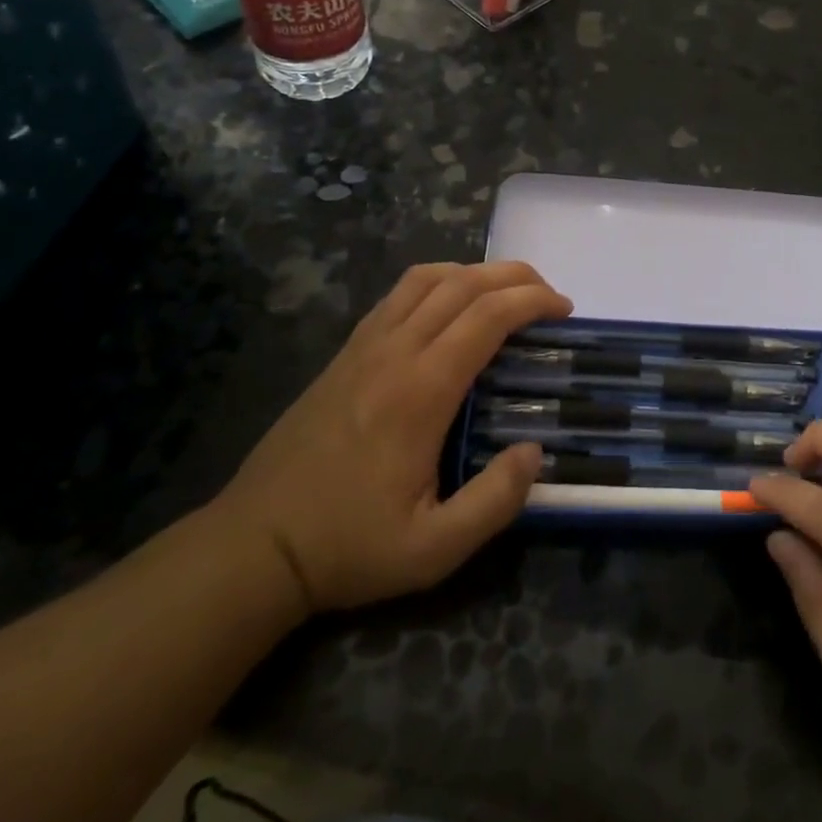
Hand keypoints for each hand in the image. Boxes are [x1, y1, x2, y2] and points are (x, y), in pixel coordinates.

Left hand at [211, 261, 570, 613]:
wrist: (256, 544)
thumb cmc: (349, 546)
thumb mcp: (433, 549)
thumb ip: (494, 502)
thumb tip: (532, 451)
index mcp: (421, 391)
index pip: (487, 316)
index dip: (533, 301)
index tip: (564, 310)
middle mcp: (394, 352)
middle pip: (463, 284)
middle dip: (515, 277)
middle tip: (549, 296)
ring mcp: (364, 345)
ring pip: (427, 278)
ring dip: (475, 272)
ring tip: (505, 293)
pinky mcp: (346, 351)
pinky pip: (398, 294)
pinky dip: (437, 281)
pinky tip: (450, 306)